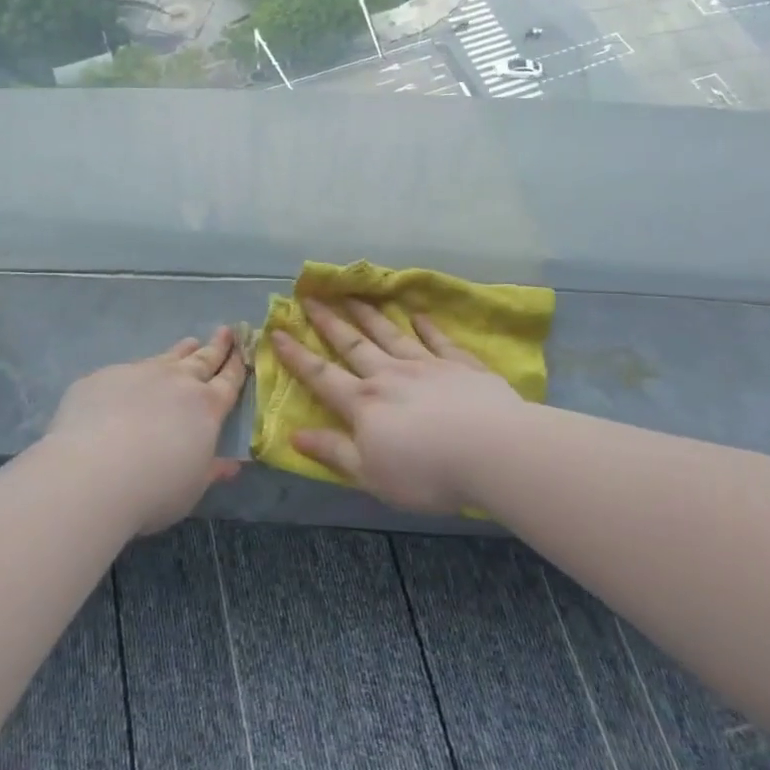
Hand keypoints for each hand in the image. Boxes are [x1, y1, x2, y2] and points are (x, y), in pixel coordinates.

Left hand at [44, 327, 246, 535]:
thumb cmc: (154, 489)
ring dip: (182, 351)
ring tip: (190, 343)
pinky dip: (138, 373)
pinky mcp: (104, 377)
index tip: (241, 349)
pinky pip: (127, 370)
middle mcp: (176, 382)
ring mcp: (138, 373)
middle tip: (226, 331)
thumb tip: (231, 465)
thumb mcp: (192, 487)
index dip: (236, 366)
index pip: (228, 381)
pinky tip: (131, 380)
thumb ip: (211, 470)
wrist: (91, 473)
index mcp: (206, 407)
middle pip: (202, 360)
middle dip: (216, 346)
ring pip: (167, 357)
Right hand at [270, 298, 522, 513]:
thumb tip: (294, 434)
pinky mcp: (461, 365)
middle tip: (311, 298)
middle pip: (353, 345)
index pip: (322, 376)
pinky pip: (438, 340)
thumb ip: (333, 451)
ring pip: (390, 334)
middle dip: (329, 322)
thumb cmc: (425, 472)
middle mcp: (390, 376)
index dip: (297, 356)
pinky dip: (427, 326)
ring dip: (369, 315)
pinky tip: (419, 314)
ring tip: (352, 295)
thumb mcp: (370, 474)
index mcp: (364, 404)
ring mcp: (427, 366)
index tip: (277, 331)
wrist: (492, 451)